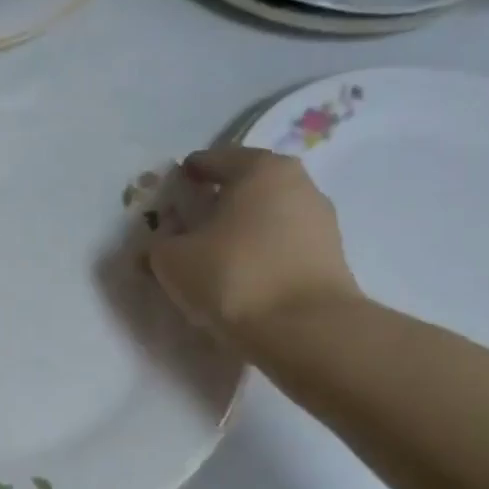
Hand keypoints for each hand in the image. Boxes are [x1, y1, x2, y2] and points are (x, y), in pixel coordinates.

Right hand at [148, 147, 360, 344]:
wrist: (303, 329)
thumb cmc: (232, 276)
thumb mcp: (172, 260)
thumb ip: (159, 244)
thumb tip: (160, 244)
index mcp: (259, 169)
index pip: (214, 159)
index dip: (188, 174)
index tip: (171, 191)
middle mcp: (297, 183)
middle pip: (246, 185)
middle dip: (217, 201)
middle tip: (190, 223)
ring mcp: (320, 219)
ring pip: (267, 215)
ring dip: (241, 228)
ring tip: (214, 254)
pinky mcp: (329, 256)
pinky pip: (282, 243)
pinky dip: (260, 251)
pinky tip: (241, 273)